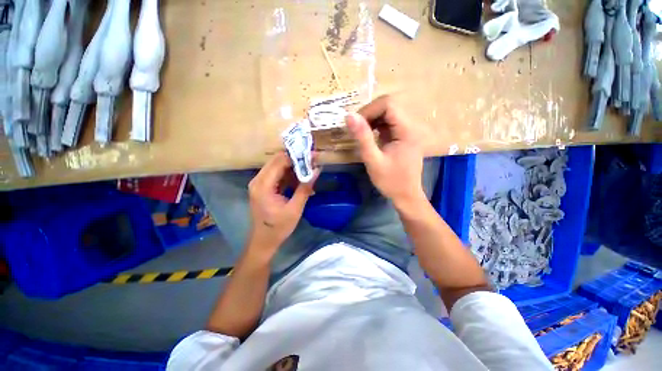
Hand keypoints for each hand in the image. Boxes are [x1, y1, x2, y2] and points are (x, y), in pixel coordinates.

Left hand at [247, 152, 317, 255]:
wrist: (263, 241)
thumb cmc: (278, 228)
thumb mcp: (295, 209)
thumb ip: (305, 188)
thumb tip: (317, 170)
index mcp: (263, 185)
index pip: (280, 161)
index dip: (297, 156)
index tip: (313, 155)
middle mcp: (258, 180)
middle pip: (278, 161)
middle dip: (296, 159)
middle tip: (313, 160)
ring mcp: (260, 183)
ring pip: (278, 167)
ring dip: (294, 167)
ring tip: (310, 169)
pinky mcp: (264, 187)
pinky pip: (278, 175)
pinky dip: (290, 176)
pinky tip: (302, 180)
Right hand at [346, 95, 424, 208]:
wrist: (406, 195)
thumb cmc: (390, 181)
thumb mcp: (373, 160)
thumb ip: (362, 137)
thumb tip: (349, 115)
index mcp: (407, 130)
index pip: (388, 104)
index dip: (369, 110)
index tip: (355, 124)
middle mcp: (411, 126)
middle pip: (388, 106)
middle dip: (369, 114)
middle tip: (356, 129)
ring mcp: (407, 130)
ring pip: (387, 112)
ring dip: (371, 119)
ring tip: (361, 133)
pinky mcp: (402, 135)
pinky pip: (388, 122)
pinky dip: (376, 125)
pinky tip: (369, 136)